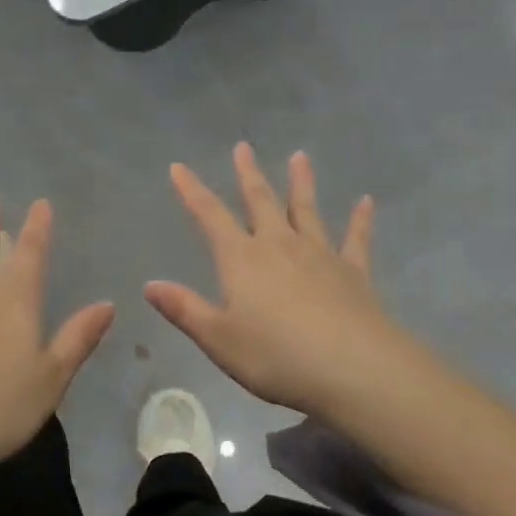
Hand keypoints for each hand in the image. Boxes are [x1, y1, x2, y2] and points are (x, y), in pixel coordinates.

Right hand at [145, 144, 406, 418]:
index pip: (210, 216)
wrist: (352, 368)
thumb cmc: (276, 357)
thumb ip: (185, 309)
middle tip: (244, 147)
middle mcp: (279, 245)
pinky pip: (356, 238)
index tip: (178, 166)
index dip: (192, 191)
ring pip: (306, 210)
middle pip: (261, 201)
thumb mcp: (219, 339)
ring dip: (301, 182)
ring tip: (299, 156)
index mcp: (242, 259)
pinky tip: (366, 202)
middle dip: (248, 174)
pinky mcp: (353, 271)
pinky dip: (360, 219)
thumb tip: (150, 285)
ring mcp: (320, 254)